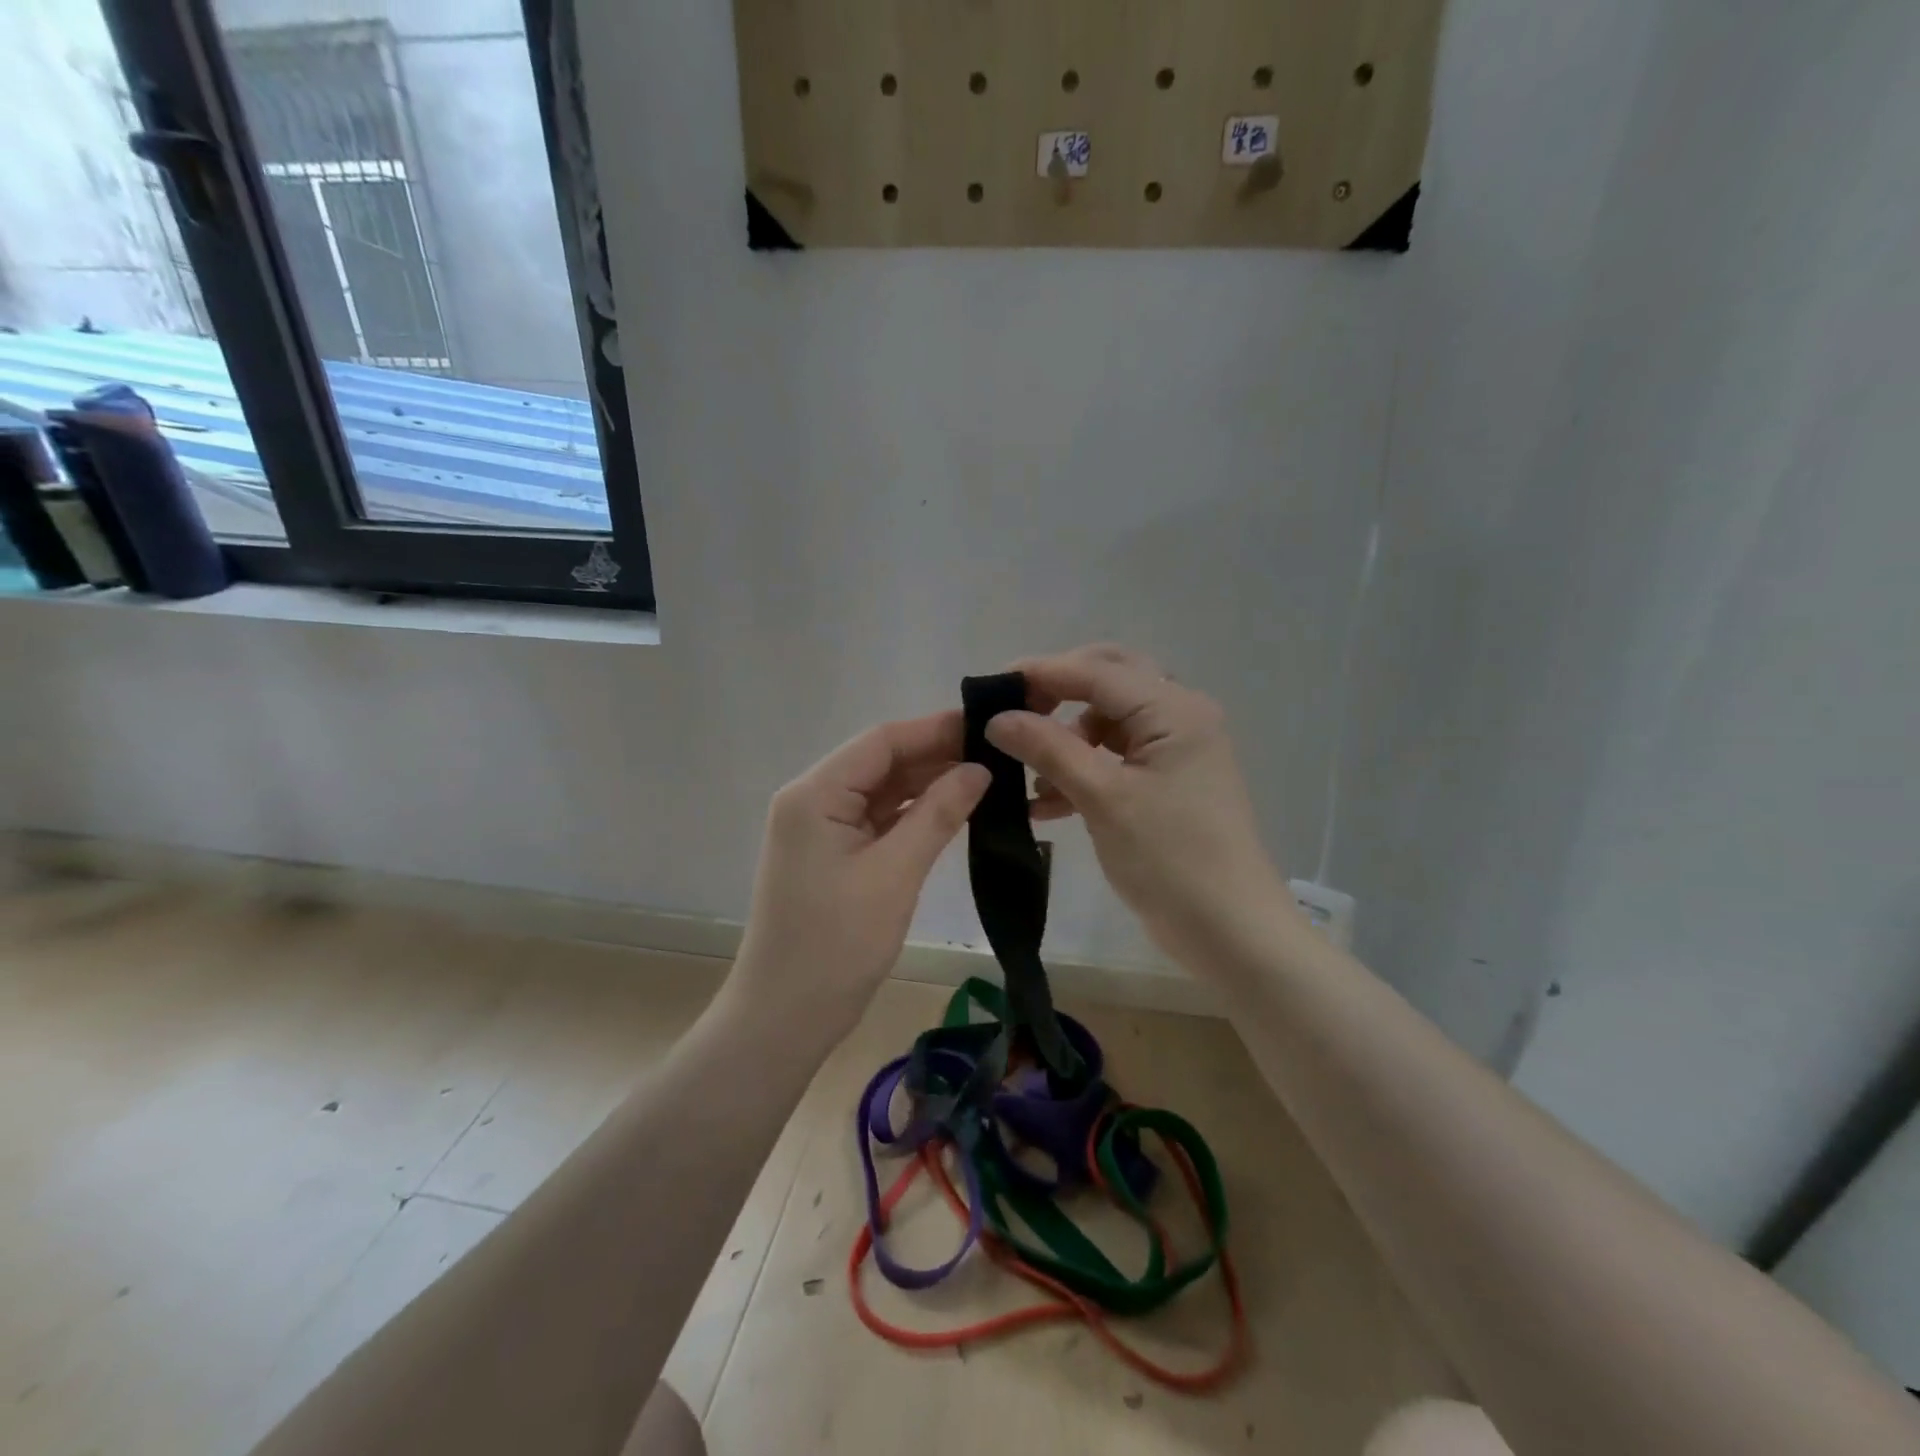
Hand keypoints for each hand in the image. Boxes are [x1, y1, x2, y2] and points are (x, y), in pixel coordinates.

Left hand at [727, 712, 990, 1042]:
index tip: (989, 725)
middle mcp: (812, 800)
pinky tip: (953, 811)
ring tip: (987, 778)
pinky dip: (913, 815)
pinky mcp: (832, 855)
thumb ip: (937, 814)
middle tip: (998, 754)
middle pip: (881, 762)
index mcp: (815, 794)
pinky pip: (877, 821)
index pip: (882, 741)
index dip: (935, 729)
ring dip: (927, 785)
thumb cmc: (836, 945)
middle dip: (936, 756)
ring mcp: (820, 829)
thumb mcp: (894, 874)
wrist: (784, 1019)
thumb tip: (979, 769)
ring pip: (881, 791)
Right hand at [984, 645, 1292, 968]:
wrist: (1230, 931)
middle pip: (1107, 681)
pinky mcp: (1169, 782)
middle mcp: (1180, 716)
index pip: (1096, 670)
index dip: (1040, 673)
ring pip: (1108, 721)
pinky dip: (1082, 770)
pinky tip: (1047, 804)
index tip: (989, 689)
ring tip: (1029, 776)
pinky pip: (1116, 758)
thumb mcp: (1102, 798)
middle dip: (1056, 695)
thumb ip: (1048, 748)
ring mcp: (1177, 750)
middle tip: (1013, 715)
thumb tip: (997, 718)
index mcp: (1173, 709)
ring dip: (1066, 739)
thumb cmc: (1170, 858)